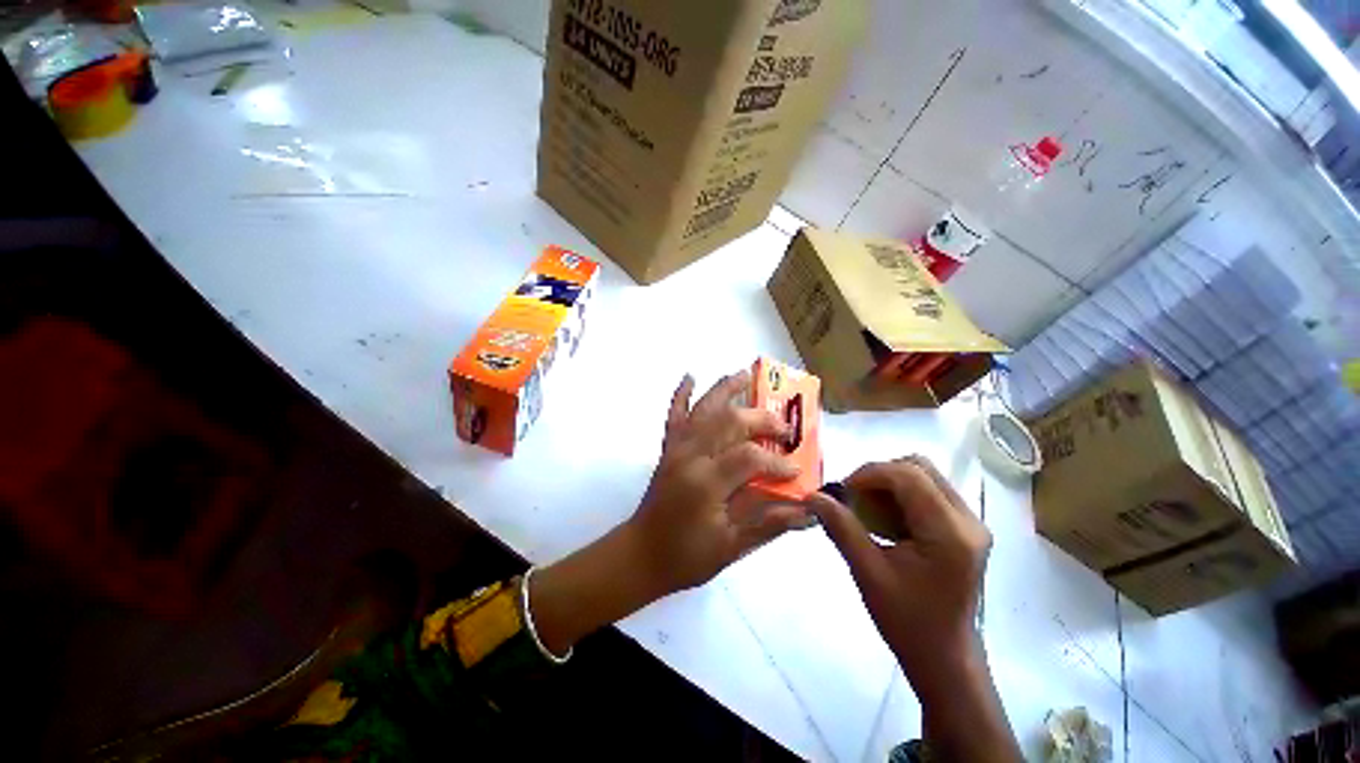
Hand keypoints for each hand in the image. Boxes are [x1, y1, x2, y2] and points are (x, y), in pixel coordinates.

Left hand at [530, 371, 813, 656]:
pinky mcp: (667, 448)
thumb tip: (807, 510)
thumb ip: (769, 523)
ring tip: (745, 375)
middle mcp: (690, 456)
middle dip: (761, 419)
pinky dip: (681, 394)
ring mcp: (676, 448)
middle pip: (729, 422)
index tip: (795, 472)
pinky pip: (673, 415)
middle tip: (784, 428)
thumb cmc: (686, 556)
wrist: (641, 554)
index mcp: (706, 483)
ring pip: (703, 409)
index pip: (749, 457)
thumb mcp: (732, 548)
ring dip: (724, 389)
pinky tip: (689, 377)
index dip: (777, 463)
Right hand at [807, 456, 990, 685]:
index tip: (842, 492)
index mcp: (949, 533)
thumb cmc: (907, 621)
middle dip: (879, 476)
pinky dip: (900, 496)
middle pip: (919, 468)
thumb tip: (813, 496)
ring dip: (889, 485)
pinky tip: (885, 521)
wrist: (945, 658)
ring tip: (867, 510)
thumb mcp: (868, 573)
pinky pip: (928, 492)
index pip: (908, 475)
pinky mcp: (965, 529)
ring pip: (923, 476)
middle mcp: (968, 521)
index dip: (869, 474)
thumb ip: (841, 528)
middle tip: (854, 500)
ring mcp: (970, 523)